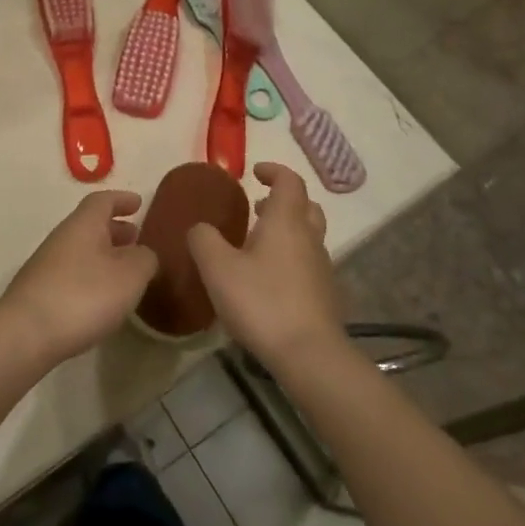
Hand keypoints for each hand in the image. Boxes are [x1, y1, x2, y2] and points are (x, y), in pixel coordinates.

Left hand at [0, 191, 157, 368]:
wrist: (26, 333)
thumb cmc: (85, 295)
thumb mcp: (130, 275)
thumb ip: (144, 259)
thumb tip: (143, 254)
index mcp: (84, 224)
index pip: (103, 201)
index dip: (121, 200)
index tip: (138, 203)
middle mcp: (62, 238)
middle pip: (90, 225)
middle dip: (114, 229)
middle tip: (135, 238)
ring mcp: (46, 265)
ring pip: (81, 250)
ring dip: (104, 255)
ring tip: (124, 272)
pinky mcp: (39, 292)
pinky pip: (72, 273)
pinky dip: (91, 276)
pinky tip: (101, 299)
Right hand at [187, 163, 343, 372]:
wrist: (309, 354)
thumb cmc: (261, 301)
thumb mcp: (218, 268)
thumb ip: (204, 240)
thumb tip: (200, 227)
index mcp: (286, 221)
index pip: (289, 181)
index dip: (273, 171)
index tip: (254, 173)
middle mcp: (309, 237)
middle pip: (305, 206)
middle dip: (283, 200)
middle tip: (258, 207)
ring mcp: (321, 267)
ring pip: (308, 235)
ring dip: (287, 230)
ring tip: (257, 243)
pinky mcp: (324, 294)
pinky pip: (308, 262)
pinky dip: (290, 257)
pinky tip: (268, 279)